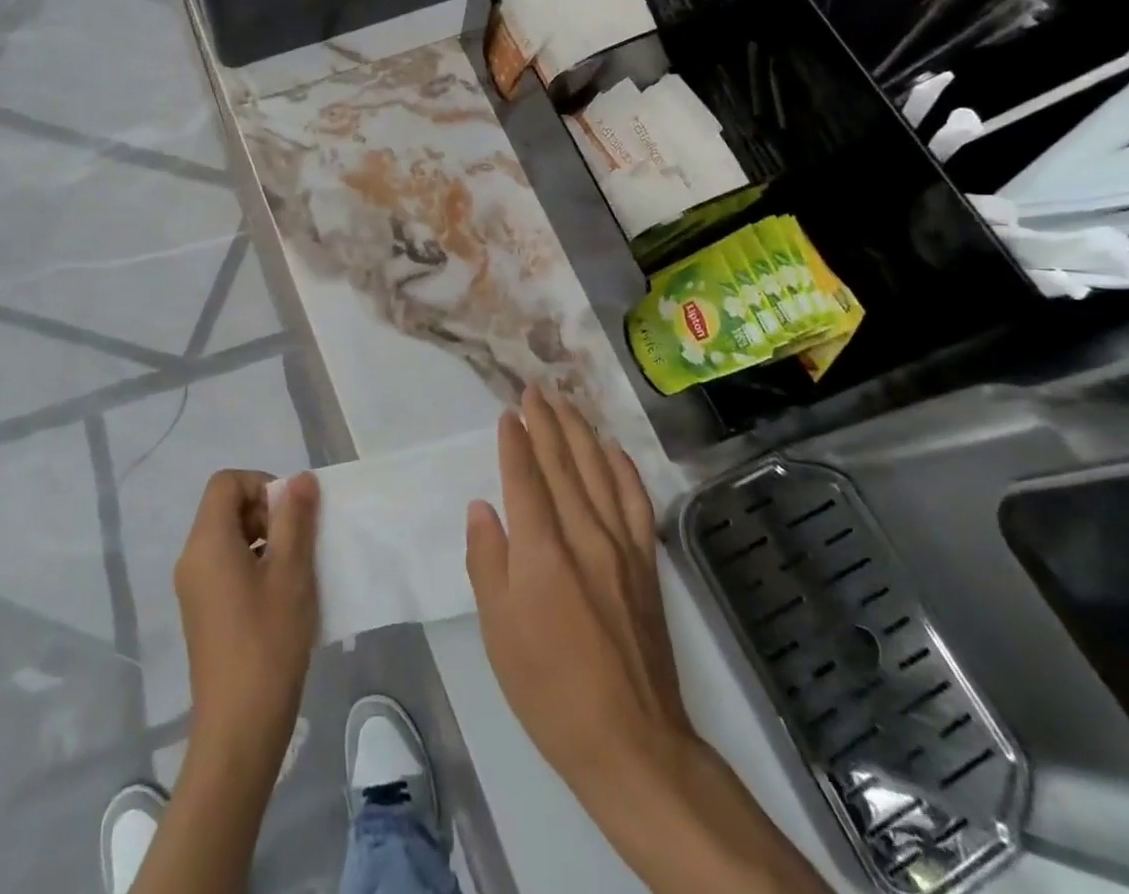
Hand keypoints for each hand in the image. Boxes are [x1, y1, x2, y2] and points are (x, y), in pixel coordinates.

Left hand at [174, 469, 319, 764]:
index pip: (226, 482)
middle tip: (299, 544)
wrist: (239, 730)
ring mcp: (194, 588)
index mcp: (207, 542)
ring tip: (296, 572)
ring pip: (229, 538)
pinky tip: (282, 598)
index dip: (262, 485)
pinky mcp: (203, 613)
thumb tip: (299, 479)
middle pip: (226, 508)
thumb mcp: (291, 572)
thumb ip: (295, 518)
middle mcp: (192, 558)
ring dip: (265, 540)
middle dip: (266, 513)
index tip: (291, 515)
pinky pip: (227, 566)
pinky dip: (255, 566)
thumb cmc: (268, 642)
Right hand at [466, 391, 826, 893]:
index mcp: (542, 550)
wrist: (630, 740)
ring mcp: (621, 546)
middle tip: (535, 388)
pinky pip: (636, 501)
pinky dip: (624, 468)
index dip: (515, 441)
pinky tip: (614, 449)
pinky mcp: (646, 563)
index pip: (525, 478)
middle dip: (547, 422)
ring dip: (581, 433)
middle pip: (563, 464)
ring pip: (599, 471)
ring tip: (568, 403)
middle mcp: (584, 534)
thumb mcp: (499, 631)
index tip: (509, 412)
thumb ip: (487, 561)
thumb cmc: (549, 688)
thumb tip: (482, 507)